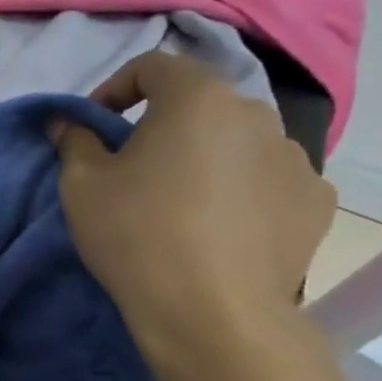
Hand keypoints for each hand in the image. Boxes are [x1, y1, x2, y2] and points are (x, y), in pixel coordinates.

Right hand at [51, 54, 335, 377]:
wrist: (211, 313)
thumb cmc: (136, 235)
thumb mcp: (81, 186)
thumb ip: (73, 141)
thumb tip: (66, 122)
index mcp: (197, 98)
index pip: (154, 66)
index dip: (115, 88)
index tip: (94, 125)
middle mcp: (256, 114)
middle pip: (200, 105)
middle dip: (163, 125)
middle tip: (134, 166)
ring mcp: (296, 158)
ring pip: (237, 142)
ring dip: (206, 157)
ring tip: (181, 202)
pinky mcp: (315, 201)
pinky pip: (269, 180)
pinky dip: (244, 190)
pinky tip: (222, 226)